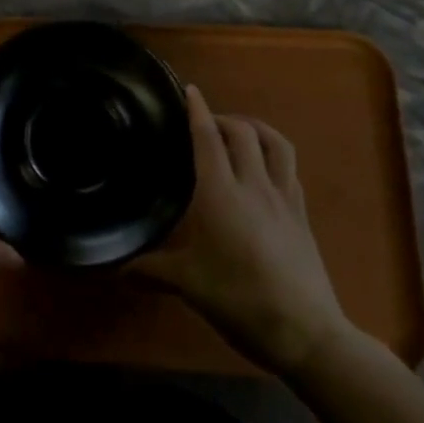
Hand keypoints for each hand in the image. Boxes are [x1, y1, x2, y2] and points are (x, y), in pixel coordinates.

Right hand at [131, 86, 356, 373]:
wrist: (306, 332)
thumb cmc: (239, 299)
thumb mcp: (189, 285)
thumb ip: (152, 271)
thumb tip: (117, 270)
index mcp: (220, 193)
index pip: (207, 138)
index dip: (197, 110)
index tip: (190, 90)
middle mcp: (253, 185)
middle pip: (243, 132)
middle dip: (223, 118)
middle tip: (206, 124)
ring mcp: (284, 198)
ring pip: (275, 143)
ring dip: (256, 128)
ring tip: (240, 133)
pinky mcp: (302, 215)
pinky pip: (290, 169)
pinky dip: (274, 155)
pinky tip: (265, 171)